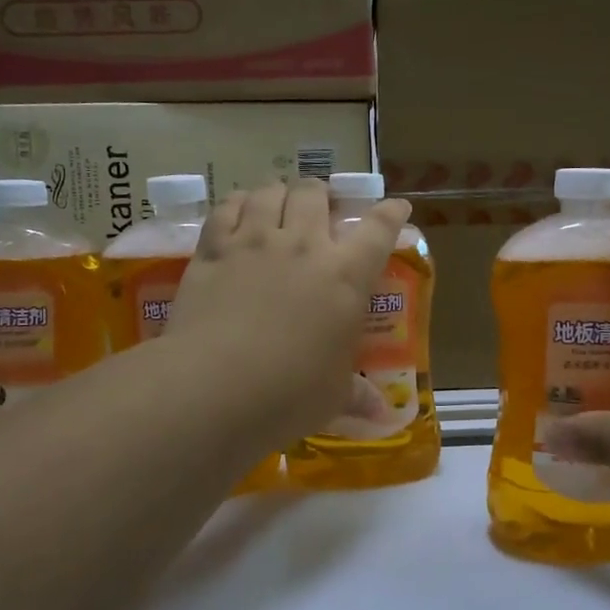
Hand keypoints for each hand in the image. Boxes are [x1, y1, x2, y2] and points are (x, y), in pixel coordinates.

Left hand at [166, 178, 410, 449]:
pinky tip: (236, 213)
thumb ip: (357, 396)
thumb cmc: (289, 394)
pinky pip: (225, 209)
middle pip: (314, 193)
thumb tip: (383, 416)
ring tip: (276, 204)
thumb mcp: (333, 396)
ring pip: (268, 192)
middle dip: (320, 193)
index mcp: (345, 277)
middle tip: (319, 207)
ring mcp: (253, 242)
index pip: (378, 230)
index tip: (397, 206)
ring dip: (277, 193)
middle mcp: (302, 246)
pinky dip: (235, 204)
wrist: (214, 387)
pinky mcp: (213, 251)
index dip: (390, 213)